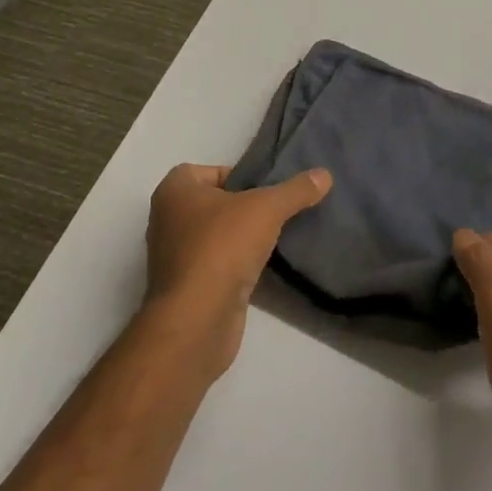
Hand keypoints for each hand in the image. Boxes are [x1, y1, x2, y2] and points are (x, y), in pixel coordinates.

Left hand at [143, 163, 331, 378]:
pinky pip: (216, 265)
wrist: (197, 320)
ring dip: (241, 238)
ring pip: (216, 236)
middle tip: (276, 212)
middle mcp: (167, 219)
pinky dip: (236, 264)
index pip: (212, 170)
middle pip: (216, 203)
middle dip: (245, 208)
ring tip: (274, 239)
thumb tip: (325, 174)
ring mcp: (174, 256)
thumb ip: (296, 190)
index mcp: (175, 190)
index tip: (266, 190)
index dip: (240, 176)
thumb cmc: (222, 246)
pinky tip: (262, 267)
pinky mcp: (186, 288)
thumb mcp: (267, 208)